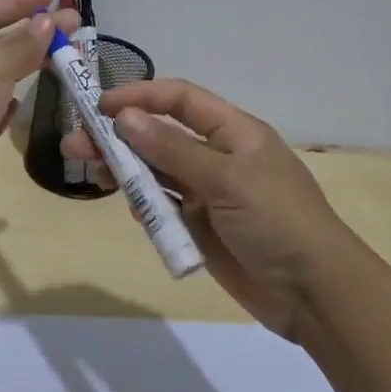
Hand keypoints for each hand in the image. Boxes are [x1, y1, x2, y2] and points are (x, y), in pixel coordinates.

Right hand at [61, 79, 355, 339]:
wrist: (315, 294)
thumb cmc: (277, 220)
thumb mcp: (227, 178)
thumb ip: (173, 149)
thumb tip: (125, 117)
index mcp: (235, 133)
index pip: (180, 100)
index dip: (140, 97)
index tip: (99, 105)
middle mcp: (219, 157)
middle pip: (160, 137)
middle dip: (119, 137)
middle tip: (75, 144)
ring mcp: (209, 194)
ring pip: (156, 173)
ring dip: (124, 171)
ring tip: (89, 172)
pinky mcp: (202, 228)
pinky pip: (165, 208)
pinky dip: (146, 206)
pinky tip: (134, 210)